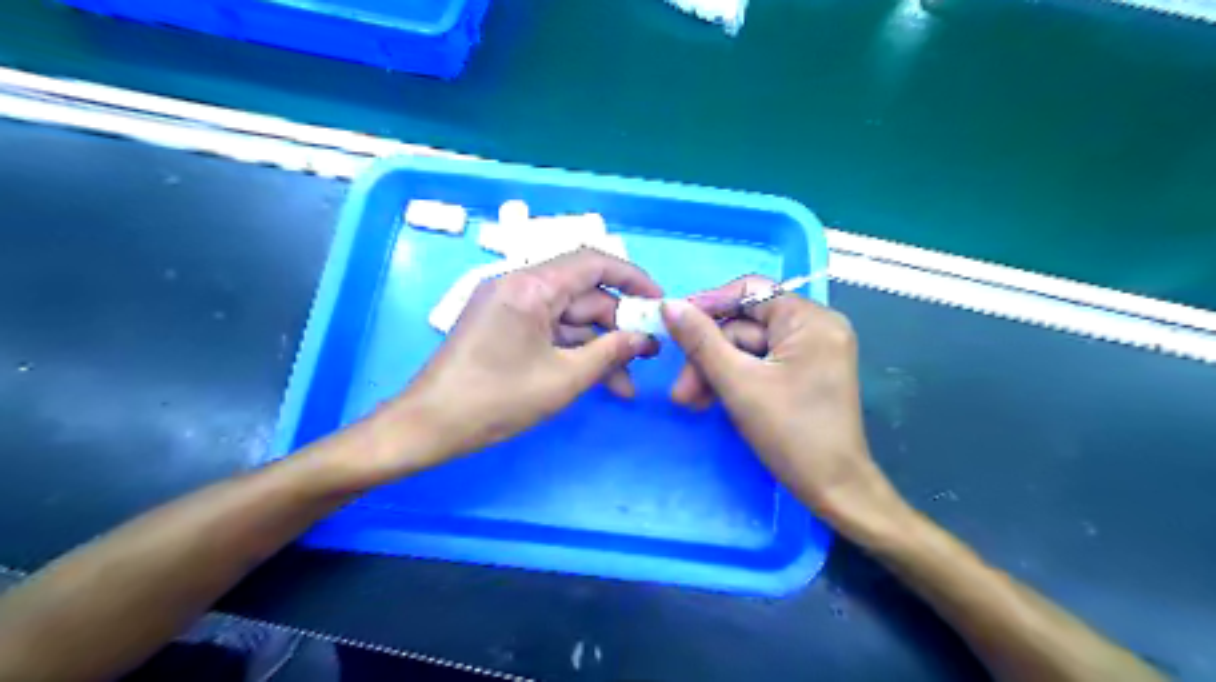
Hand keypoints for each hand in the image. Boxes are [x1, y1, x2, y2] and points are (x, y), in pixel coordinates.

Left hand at [394, 251, 659, 468]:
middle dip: (617, 326)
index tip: (658, 303)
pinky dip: (573, 351)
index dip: (633, 279)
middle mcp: (519, 285)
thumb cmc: (496, 399)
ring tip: (626, 382)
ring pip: (568, 318)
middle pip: (583, 295)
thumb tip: (645, 339)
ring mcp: (509, 306)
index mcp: (531, 286)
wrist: (429, 426)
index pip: (594, 263)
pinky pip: (549, 330)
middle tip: (648, 355)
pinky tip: (597, 379)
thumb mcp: (563, 378)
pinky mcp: (503, 325)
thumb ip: (610, 353)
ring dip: (598, 346)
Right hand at [661, 275, 905, 524]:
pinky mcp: (804, 374)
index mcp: (810, 320)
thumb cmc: (791, 433)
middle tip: (681, 391)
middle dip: (708, 357)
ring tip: (690, 402)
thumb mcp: (738, 383)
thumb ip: (701, 341)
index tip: (673, 325)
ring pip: (748, 349)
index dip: (708, 306)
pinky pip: (760, 365)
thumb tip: (669, 305)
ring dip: (715, 373)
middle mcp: (815, 328)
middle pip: (745, 327)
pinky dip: (734, 381)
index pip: (750, 292)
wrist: (834, 491)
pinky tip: (711, 402)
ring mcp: (811, 352)